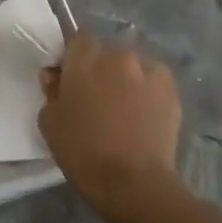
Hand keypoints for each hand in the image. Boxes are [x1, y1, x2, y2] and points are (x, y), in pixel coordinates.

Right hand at [38, 33, 182, 218]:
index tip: (71, 79)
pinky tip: (144, 117)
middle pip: (106, 54)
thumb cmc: (83, 152)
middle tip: (97, 100)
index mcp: (85, 59)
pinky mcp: (171, 89)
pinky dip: (147, 92)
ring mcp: (149, 70)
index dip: (74, 57)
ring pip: (132, 67)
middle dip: (101, 70)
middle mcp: (118, 56)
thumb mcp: (50, 122)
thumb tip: (55, 75)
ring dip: (126, 80)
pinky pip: (153, 82)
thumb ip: (51, 91)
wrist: (134, 183)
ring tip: (125, 111)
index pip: (78, 39)